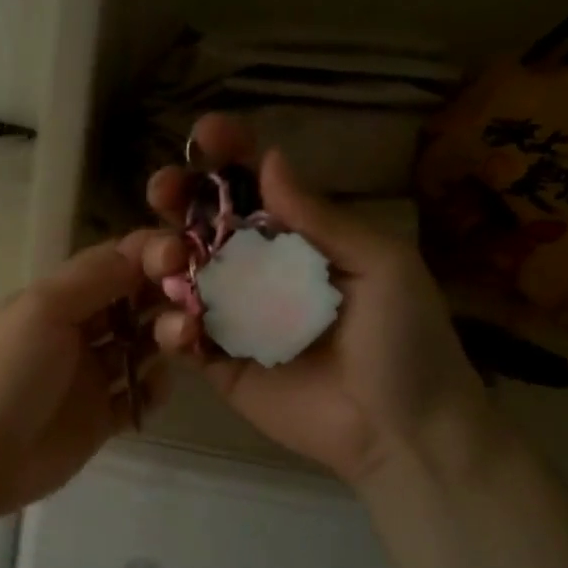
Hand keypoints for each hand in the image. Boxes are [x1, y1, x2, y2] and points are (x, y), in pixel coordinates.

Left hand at [0, 236, 170, 515]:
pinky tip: (154, 386)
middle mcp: (79, 331)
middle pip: (135, 304)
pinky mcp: (101, 418)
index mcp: (61, 298)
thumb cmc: (8, 368)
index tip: (184, 258)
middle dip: (164, 298)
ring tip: (177, 343)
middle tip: (190, 307)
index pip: (115, 264)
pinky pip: (140, 395)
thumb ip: (96, 276)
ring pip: (142, 347)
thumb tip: (146, 249)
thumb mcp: (44, 308)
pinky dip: (154, 388)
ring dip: (165, 340)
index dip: (150, 256)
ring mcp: (91, 376)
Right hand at [143, 114, 489, 485]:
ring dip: (163, 258)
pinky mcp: (217, 363)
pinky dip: (172, 326)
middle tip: (162, 191)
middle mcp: (259, 270)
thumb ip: (320, 218)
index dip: (229, 155)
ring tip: (169, 263)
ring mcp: (234, 316)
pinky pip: (181, 336)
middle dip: (178, 200)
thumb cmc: (405, 341)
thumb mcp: (380, 265)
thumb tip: (270, 160)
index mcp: (299, 240)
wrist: (403, 433)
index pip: (255, 187)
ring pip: (181, 275)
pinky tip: (185, 329)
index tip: (205, 133)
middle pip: (204, 224)